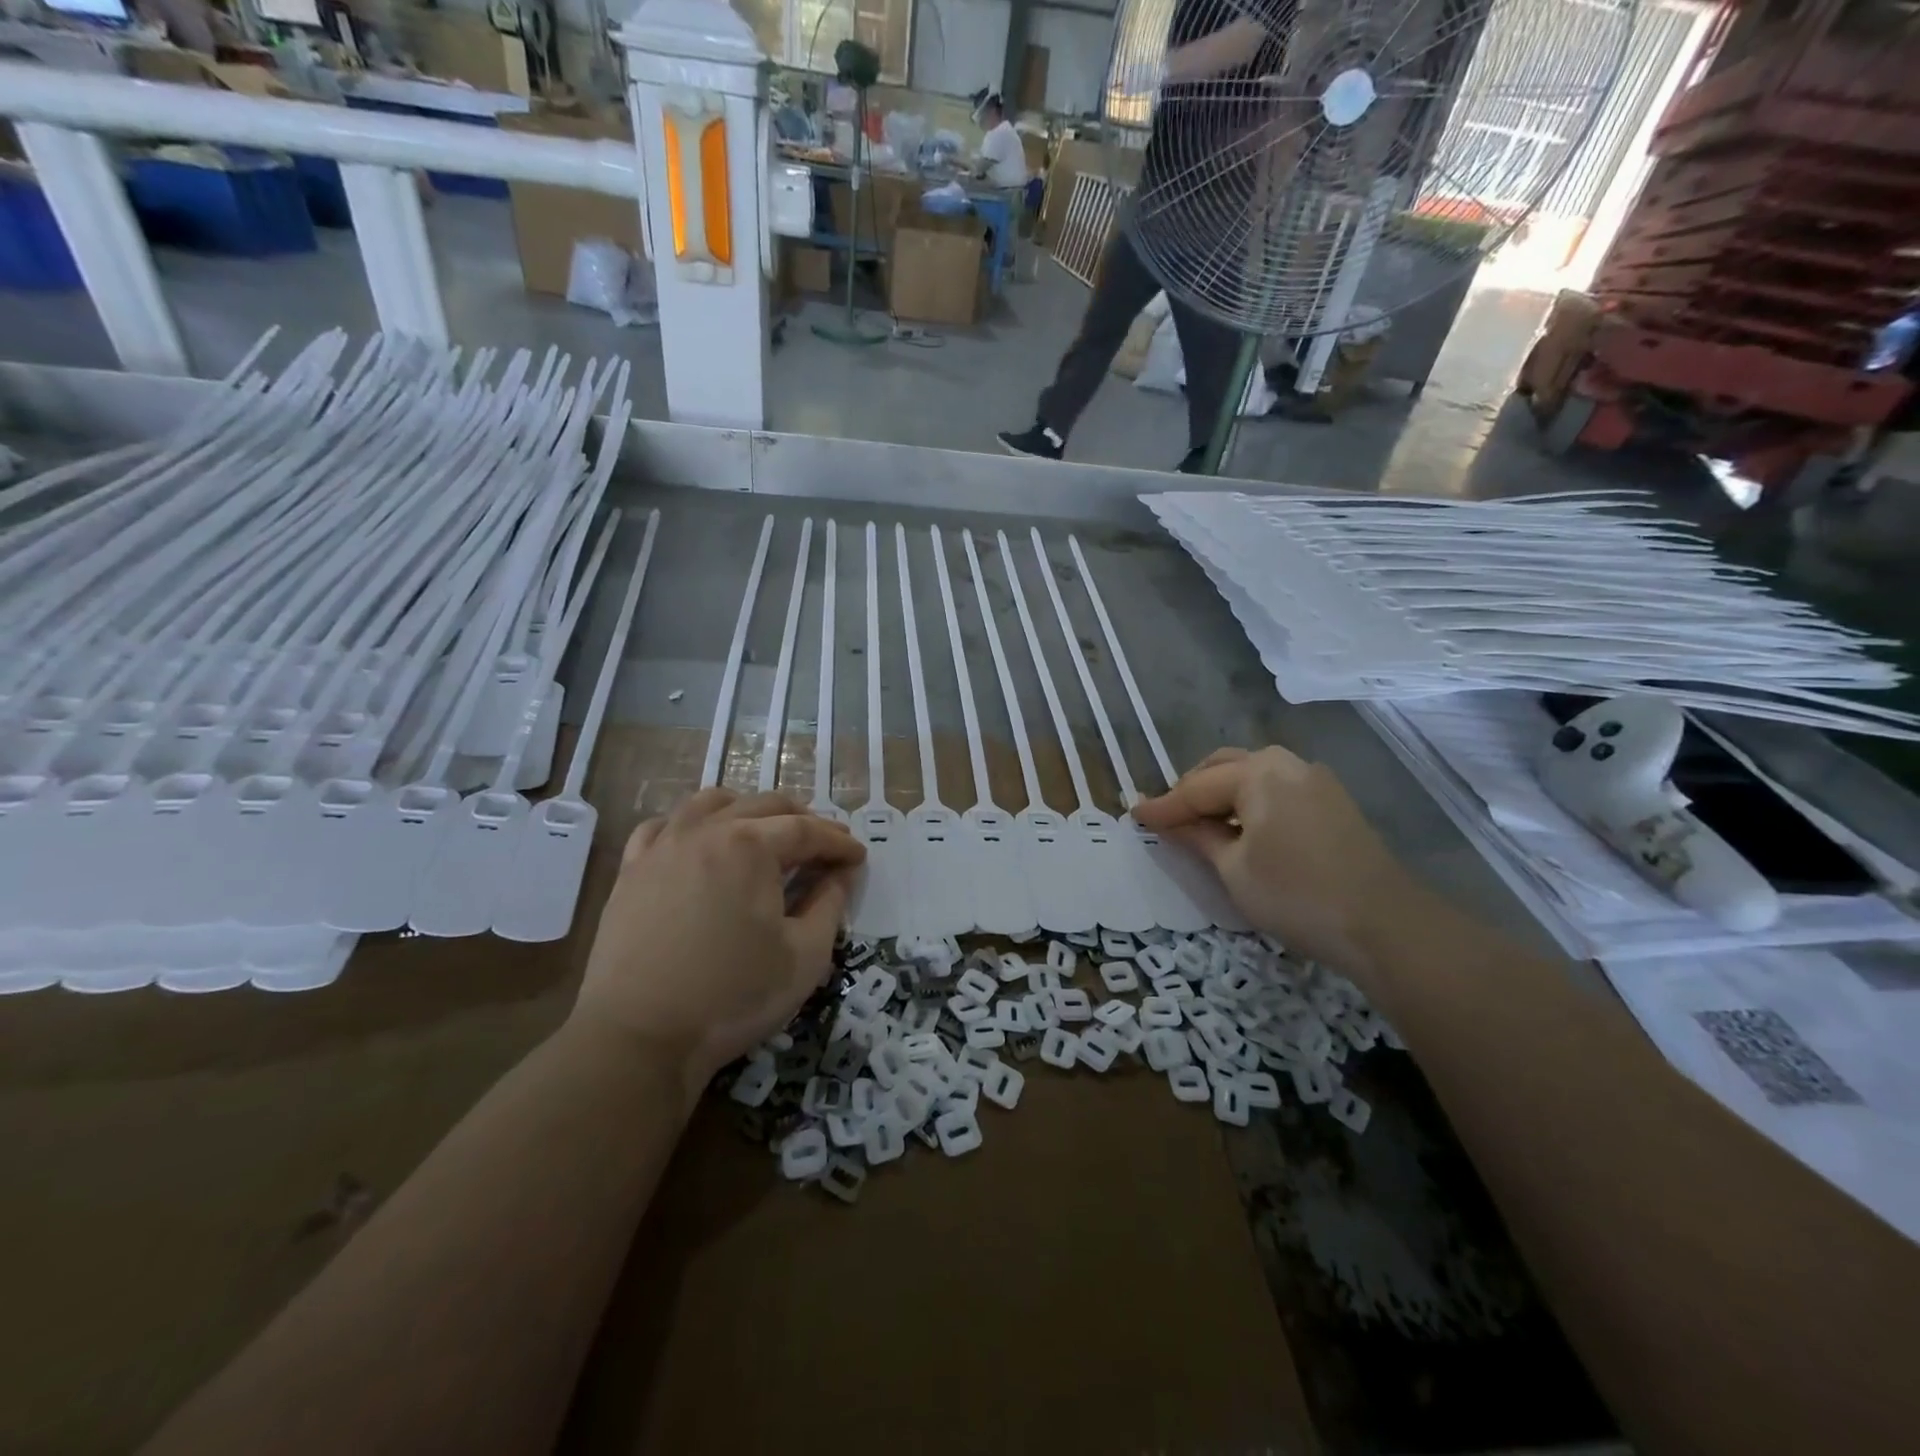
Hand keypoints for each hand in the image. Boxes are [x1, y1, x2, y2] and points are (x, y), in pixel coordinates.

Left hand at [570, 789, 865, 1099]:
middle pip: (764, 806)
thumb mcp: (805, 955)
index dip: (838, 842)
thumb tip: (842, 873)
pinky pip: (664, 826)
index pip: (807, 830)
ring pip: (712, 803)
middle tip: (825, 845)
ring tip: (765, 832)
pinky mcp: (632, 870)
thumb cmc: (733, 996)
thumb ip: (830, 904)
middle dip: (803, 820)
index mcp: (751, 846)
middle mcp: (706, 830)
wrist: (639, 1037)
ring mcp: (663, 846)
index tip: (858, 858)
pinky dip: (691, 825)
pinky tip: (700, 843)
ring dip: (748, 810)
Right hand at [1132, 746, 1418, 975]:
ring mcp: (1314, 779)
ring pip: (1251, 775)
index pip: (1196, 788)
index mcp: (1257, 773)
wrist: (1384, 924)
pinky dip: (1249, 802)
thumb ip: (1197, 837)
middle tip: (1168, 820)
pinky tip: (1241, 829)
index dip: (1163, 806)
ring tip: (1200, 825)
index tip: (1133, 816)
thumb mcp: (1233, 870)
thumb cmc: (1296, 895)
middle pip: (1223, 768)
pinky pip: (1276, 789)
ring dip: (1221, 794)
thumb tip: (1167, 821)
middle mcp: (1286, 763)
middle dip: (1192, 791)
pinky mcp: (1332, 801)